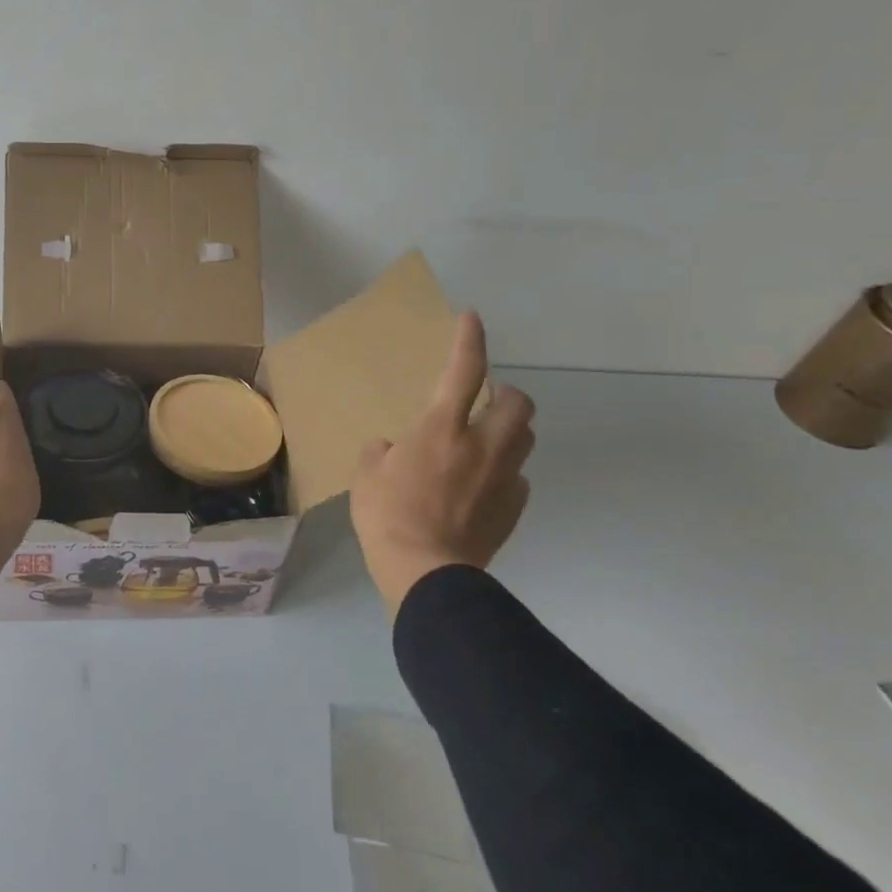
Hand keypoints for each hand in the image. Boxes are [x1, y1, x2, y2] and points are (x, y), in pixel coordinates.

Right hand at [349, 310, 535, 613]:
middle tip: (486, 401)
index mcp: (441, 429)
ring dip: (508, 431)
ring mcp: (503, 478)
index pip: (462, 371)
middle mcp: (481, 446)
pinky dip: (503, 474)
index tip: (472, 318)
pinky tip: (481, 488)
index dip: (469, 340)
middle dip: (507, 394)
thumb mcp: (366, 475)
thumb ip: (382, 453)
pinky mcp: (512, 508)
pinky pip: (517, 479)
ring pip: (525, 439)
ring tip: (484, 442)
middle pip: (518, 404)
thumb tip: (394, 450)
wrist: (425, 573)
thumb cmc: (388, 515)